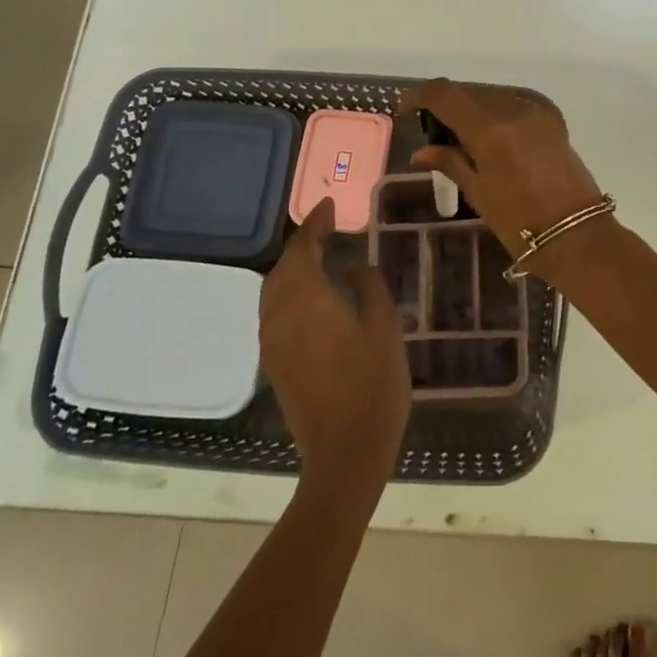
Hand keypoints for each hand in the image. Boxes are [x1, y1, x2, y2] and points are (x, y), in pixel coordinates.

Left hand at [260, 200, 409, 488]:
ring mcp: (273, 342)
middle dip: (302, 245)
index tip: (330, 205)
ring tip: (321, 257)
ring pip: (274, 291)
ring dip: (294, 269)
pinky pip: (275, 312)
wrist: (344, 452)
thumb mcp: (384, 326)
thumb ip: (368, 287)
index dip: (316, 224)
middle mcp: (279, 315)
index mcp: (306, 299)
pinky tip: (313, 297)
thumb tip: (354, 266)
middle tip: (328, 229)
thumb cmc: (373, 383)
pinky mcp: (275, 363)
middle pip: (282, 268)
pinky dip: (290, 292)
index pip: (303, 248)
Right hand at [397, 79, 609, 258]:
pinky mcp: (551, 117)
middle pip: (469, 91)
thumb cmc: (520, 222)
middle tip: (430, 128)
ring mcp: (536, 109)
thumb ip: (450, 162)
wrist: (576, 234)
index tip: (405, 108)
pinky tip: (486, 134)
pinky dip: (494, 110)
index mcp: (491, 127)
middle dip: (446, 104)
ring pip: (491, 94)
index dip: (420, 96)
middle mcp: (514, 107)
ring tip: (458, 134)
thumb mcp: (478, 192)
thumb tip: (421, 150)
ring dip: (471, 106)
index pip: (446, 95)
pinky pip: (512, 101)